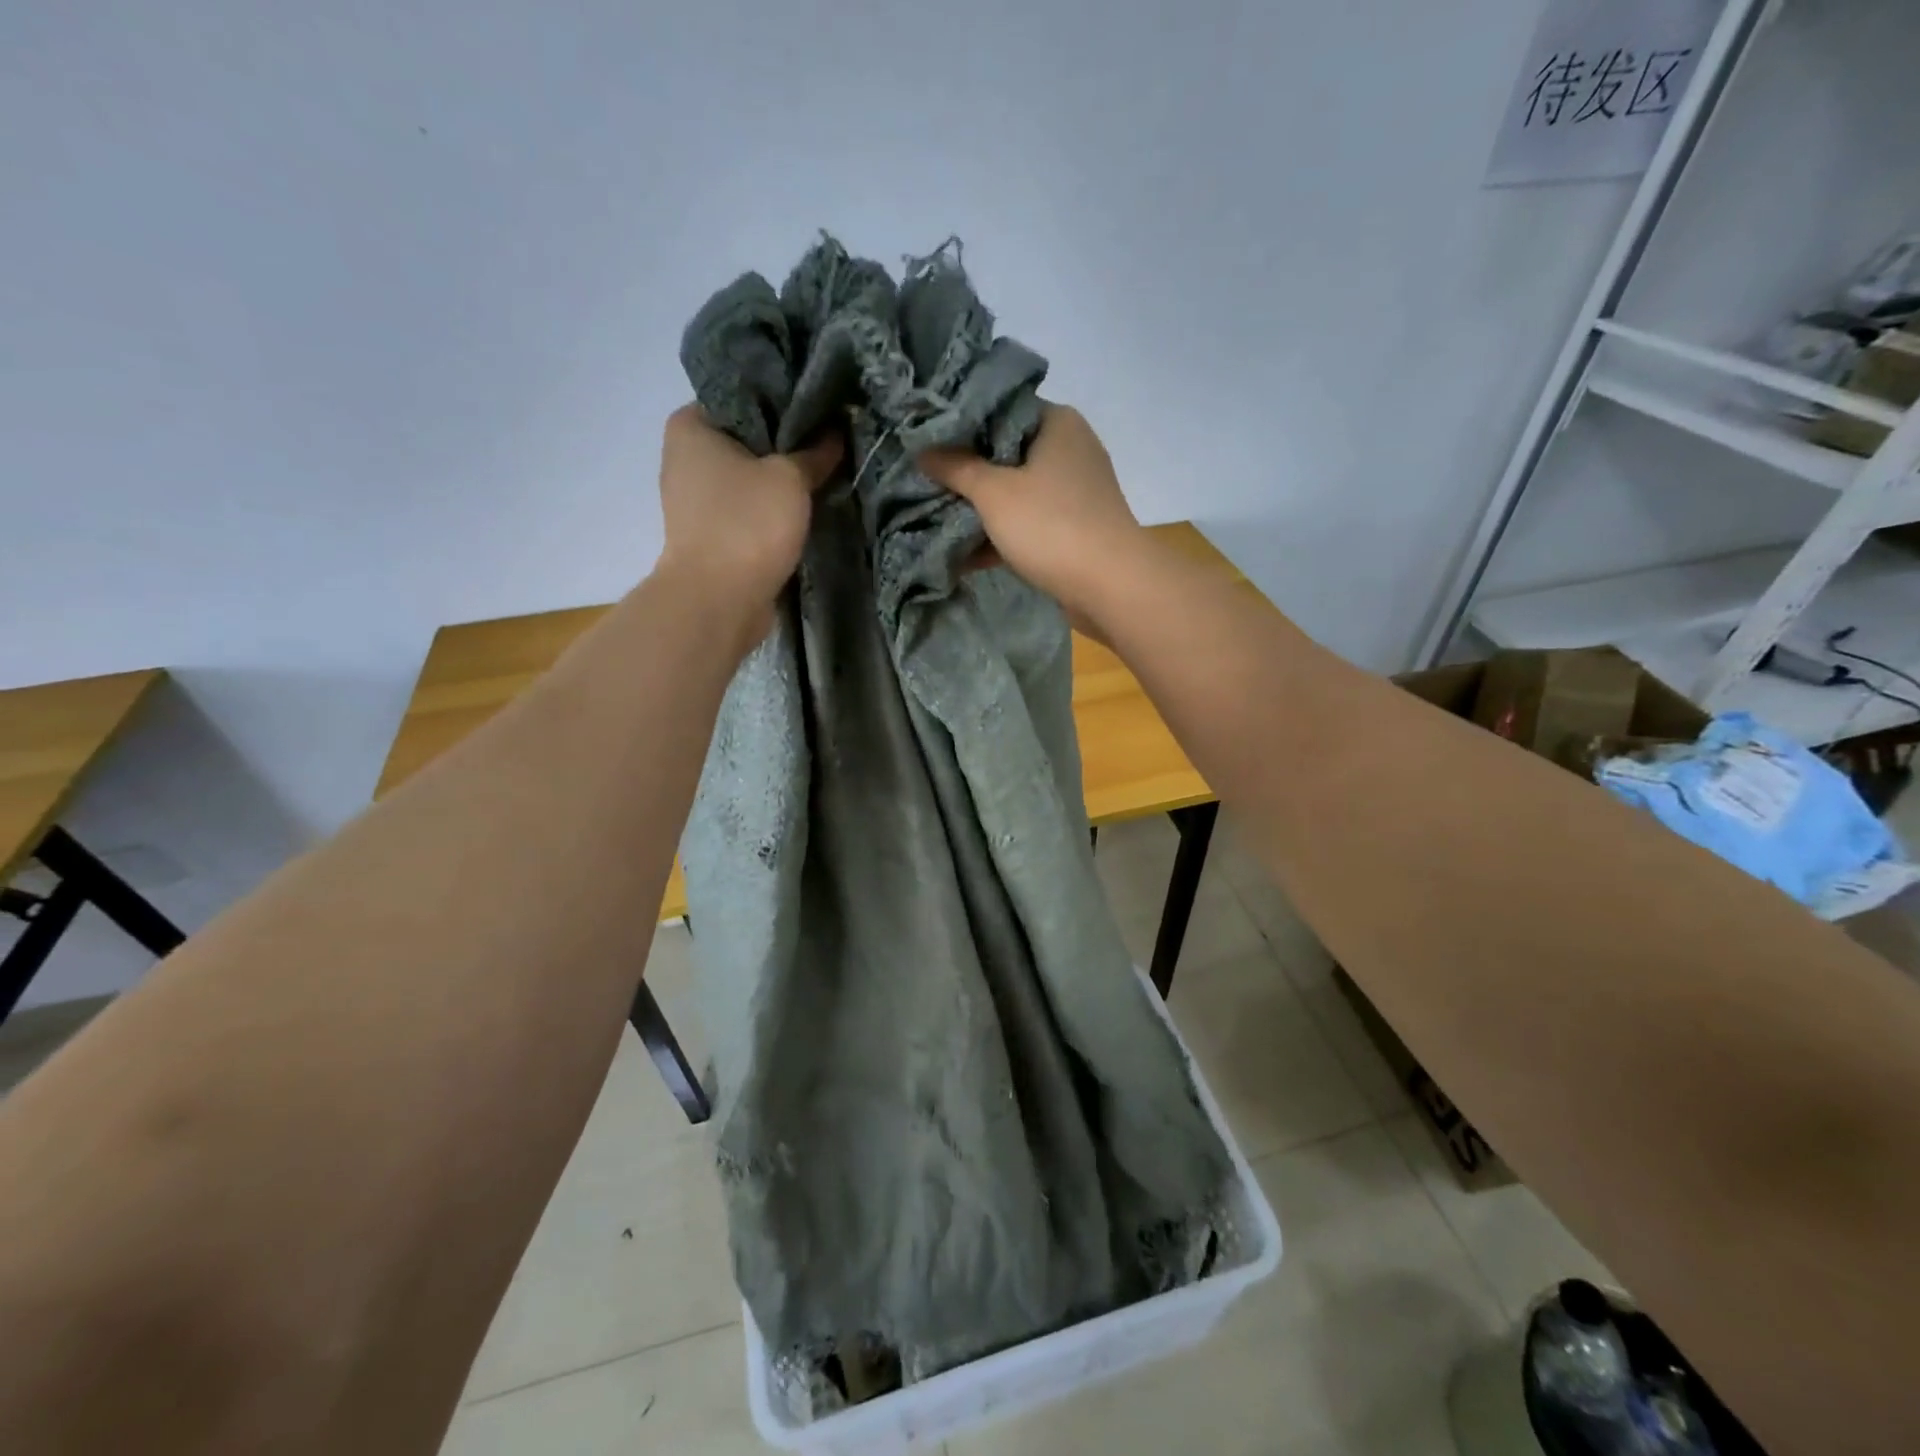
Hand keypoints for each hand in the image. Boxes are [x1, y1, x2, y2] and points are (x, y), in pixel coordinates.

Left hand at [655, 405, 841, 642]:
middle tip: (829, 440)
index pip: (741, 396)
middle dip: (784, 443)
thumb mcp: (791, 478)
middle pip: (745, 439)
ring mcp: (694, 501)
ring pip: (748, 478)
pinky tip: (804, 509)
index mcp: (690, 426)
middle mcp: (684, 458)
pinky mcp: (710, 535)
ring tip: (824, 472)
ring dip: (780, 480)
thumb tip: (835, 433)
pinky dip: (770, 510)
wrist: (719, 601)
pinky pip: (747, 510)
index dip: (781, 401)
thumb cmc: (747, 524)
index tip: (818, 409)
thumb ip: (814, 452)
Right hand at [918, 406, 1143, 625]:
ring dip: (981, 509)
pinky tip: (963, 555)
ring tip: (935, 516)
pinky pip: (1028, 525)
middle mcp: (1070, 450)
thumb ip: (956, 468)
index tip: (927, 439)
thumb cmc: (1051, 525)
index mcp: (1057, 423)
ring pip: (1016, 492)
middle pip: (1006, 453)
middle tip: (926, 479)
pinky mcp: (1073, 529)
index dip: (963, 424)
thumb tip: (922, 450)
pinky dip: (1001, 537)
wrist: (1110, 586)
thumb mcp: (994, 493)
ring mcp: (1074, 493)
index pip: (1001, 408)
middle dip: (967, 472)